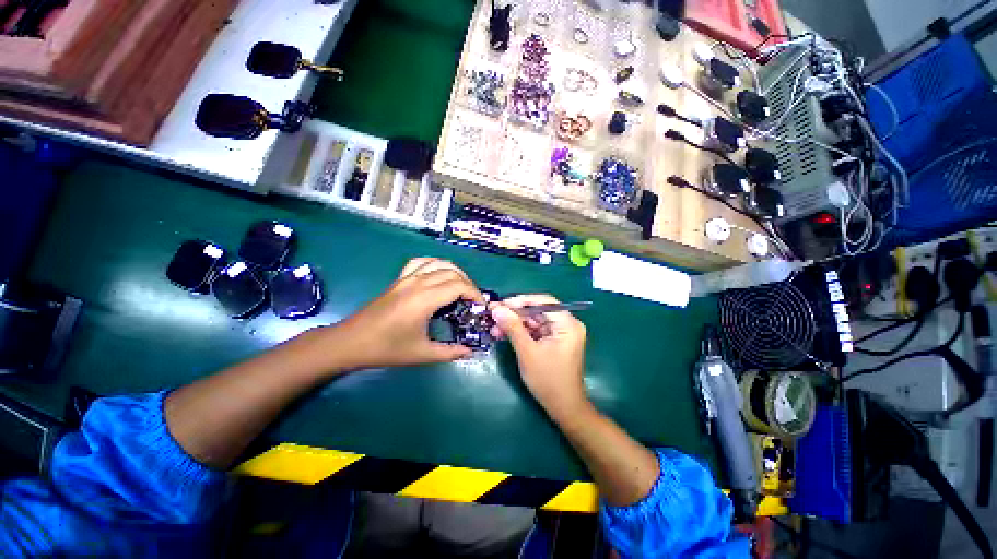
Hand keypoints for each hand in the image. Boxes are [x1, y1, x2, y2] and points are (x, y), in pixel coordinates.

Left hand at [333, 258, 483, 369]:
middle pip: (452, 272)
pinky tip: (438, 274)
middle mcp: (417, 283)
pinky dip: (435, 264)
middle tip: (472, 301)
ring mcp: (406, 278)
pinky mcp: (399, 280)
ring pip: (438, 263)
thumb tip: (470, 351)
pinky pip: (420, 262)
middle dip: (468, 284)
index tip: (480, 306)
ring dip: (454, 271)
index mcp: (424, 299)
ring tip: (460, 286)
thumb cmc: (386, 349)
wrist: (350, 342)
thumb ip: (450, 353)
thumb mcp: (421, 354)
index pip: (459, 286)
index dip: (475, 293)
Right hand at [490, 295, 588, 415]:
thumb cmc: (548, 380)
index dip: (521, 301)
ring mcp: (560, 333)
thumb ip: (512, 327)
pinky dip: (520, 332)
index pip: (543, 302)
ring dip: (515, 324)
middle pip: (538, 311)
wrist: (563, 408)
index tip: (500, 304)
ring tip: (495, 329)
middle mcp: (567, 325)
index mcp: (568, 324)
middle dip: (515, 315)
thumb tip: (496, 308)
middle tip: (493, 316)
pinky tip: (504, 334)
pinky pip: (535, 330)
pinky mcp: (554, 341)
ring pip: (534, 321)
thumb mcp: (527, 352)